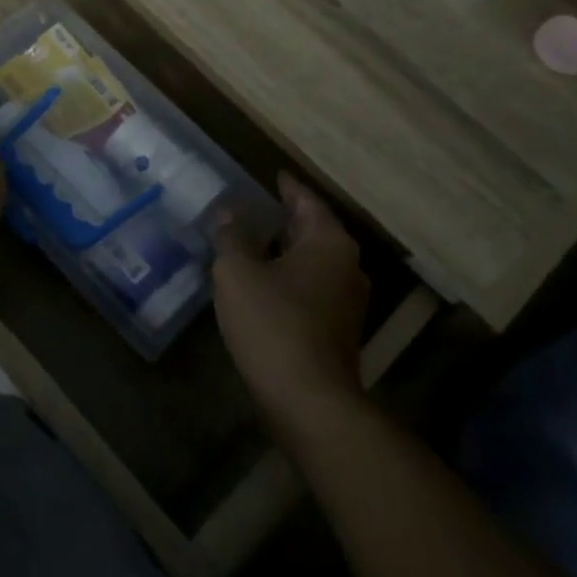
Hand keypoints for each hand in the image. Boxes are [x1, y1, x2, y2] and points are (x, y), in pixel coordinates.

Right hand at [213, 173, 370, 431]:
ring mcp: (347, 301)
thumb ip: (232, 236)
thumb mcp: (238, 272)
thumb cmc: (273, 323)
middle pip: (313, 231)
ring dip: (285, 252)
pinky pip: (312, 289)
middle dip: (284, 220)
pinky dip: (288, 279)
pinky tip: (262, 285)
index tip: (273, 175)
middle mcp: (347, 266)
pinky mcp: (338, 331)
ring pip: (313, 263)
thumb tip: (230, 213)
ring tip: (252, 244)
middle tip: (254, 208)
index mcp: (329, 243)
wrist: (308, 400)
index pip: (307, 201)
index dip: (287, 187)